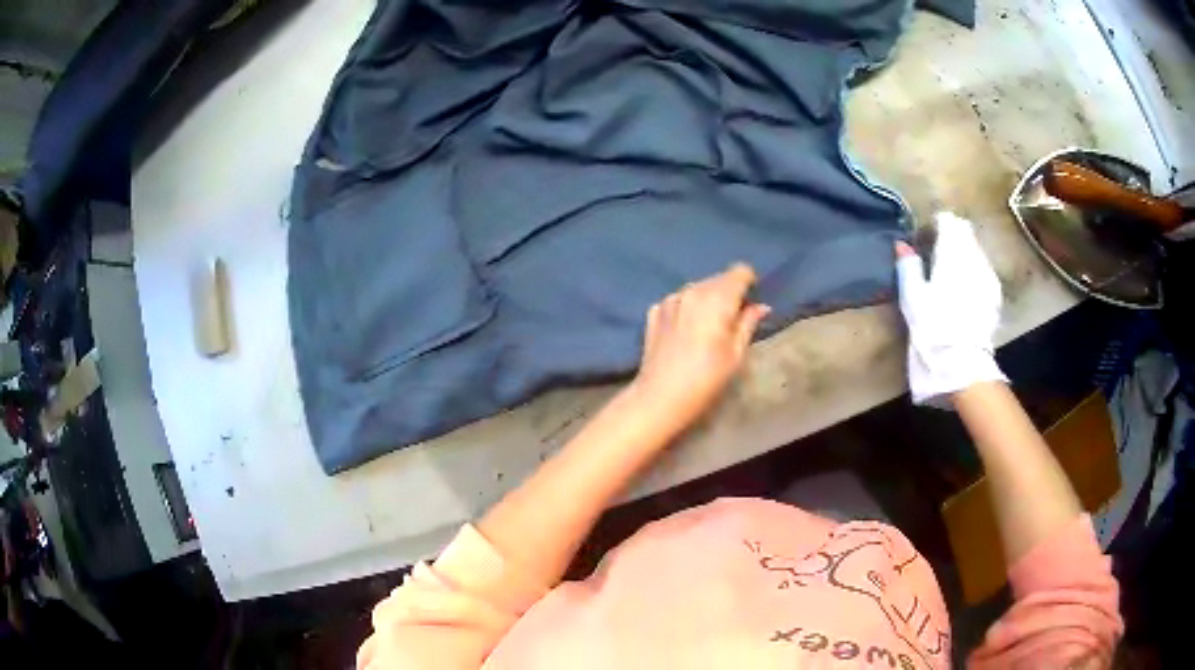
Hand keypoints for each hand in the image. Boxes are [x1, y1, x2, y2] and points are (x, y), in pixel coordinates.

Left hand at [632, 263, 769, 429]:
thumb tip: (761, 306)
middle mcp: (692, 290)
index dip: (749, 284)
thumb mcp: (736, 354)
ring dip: (707, 300)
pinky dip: (686, 308)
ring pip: (697, 288)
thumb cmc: (706, 378)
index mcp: (717, 298)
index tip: (751, 303)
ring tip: (708, 328)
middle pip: (718, 279)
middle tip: (732, 321)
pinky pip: (678, 301)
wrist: (660, 397)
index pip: (740, 272)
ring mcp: (670, 299)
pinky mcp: (654, 311)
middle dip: (729, 293)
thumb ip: (748, 323)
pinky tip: (685, 332)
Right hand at [894, 212, 1006, 405]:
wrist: (962, 366)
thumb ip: (908, 266)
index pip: (948, 222)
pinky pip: (984, 272)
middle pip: (965, 234)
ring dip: (964, 256)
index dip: (936, 226)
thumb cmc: (933, 329)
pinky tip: (964, 293)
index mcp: (952, 252)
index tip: (926, 239)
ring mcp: (988, 276)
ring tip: (950, 276)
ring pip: (976, 252)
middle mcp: (974, 257)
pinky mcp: (995, 296)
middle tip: (937, 255)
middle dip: (952, 238)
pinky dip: (974, 274)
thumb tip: (902, 245)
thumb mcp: (912, 298)